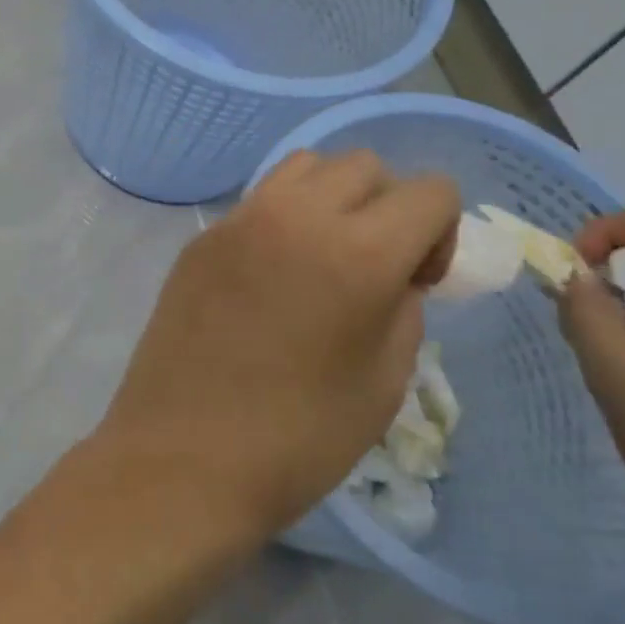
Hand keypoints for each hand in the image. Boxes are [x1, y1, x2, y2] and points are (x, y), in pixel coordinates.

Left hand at [93, 152, 459, 547]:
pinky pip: (258, 200)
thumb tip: (393, 276)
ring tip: (320, 257)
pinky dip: (283, 216)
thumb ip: (402, 308)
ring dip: (331, 197)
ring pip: (305, 166)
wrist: (183, 458)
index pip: (430, 190)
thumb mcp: (383, 382)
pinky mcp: (202, 237)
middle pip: (364, 165)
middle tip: (372, 268)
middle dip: (386, 206)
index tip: (416, 283)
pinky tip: (270, 275)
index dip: (440, 233)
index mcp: (358, 251)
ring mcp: (240, 220)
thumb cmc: (297, 438)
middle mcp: (297, 215)